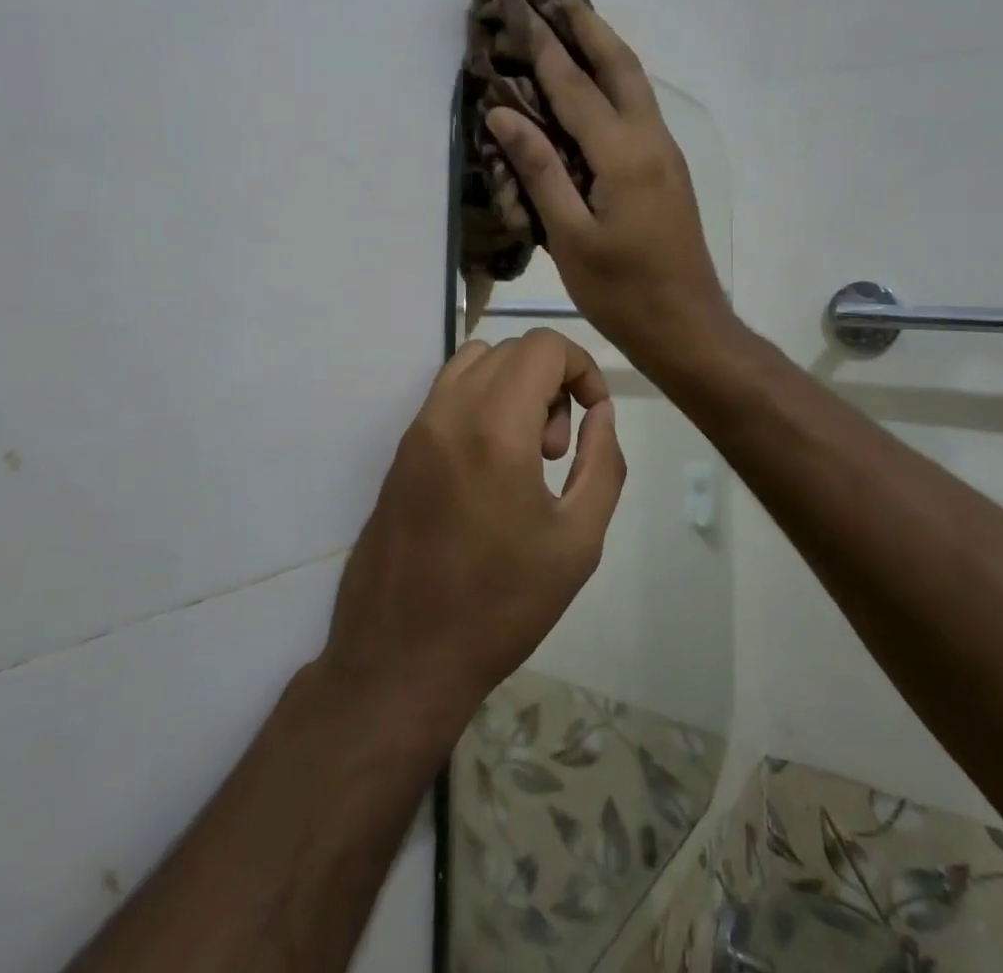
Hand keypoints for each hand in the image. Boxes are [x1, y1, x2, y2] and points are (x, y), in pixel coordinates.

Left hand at [320, 330, 626, 739]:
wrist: (402, 657)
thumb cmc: (502, 604)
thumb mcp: (578, 540)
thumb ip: (603, 463)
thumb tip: (601, 413)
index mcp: (495, 426)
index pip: (542, 345)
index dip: (581, 366)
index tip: (593, 415)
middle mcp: (449, 411)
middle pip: (511, 350)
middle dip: (550, 381)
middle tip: (556, 449)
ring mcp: (416, 428)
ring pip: (474, 363)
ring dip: (512, 386)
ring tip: (525, 455)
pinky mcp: (400, 450)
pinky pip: (447, 394)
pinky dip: (481, 402)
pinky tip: (490, 468)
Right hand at [483, 12, 732, 370]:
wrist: (688, 326)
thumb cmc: (622, 291)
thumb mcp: (571, 236)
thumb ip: (540, 170)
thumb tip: (503, 113)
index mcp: (624, 155)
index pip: (574, 87)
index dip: (543, 45)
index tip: (520, 5)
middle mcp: (651, 140)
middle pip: (620, 65)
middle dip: (587, 24)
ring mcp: (665, 153)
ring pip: (635, 83)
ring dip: (605, 46)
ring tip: (574, 19)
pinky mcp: (667, 169)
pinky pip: (638, 107)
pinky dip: (615, 80)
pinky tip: (596, 82)